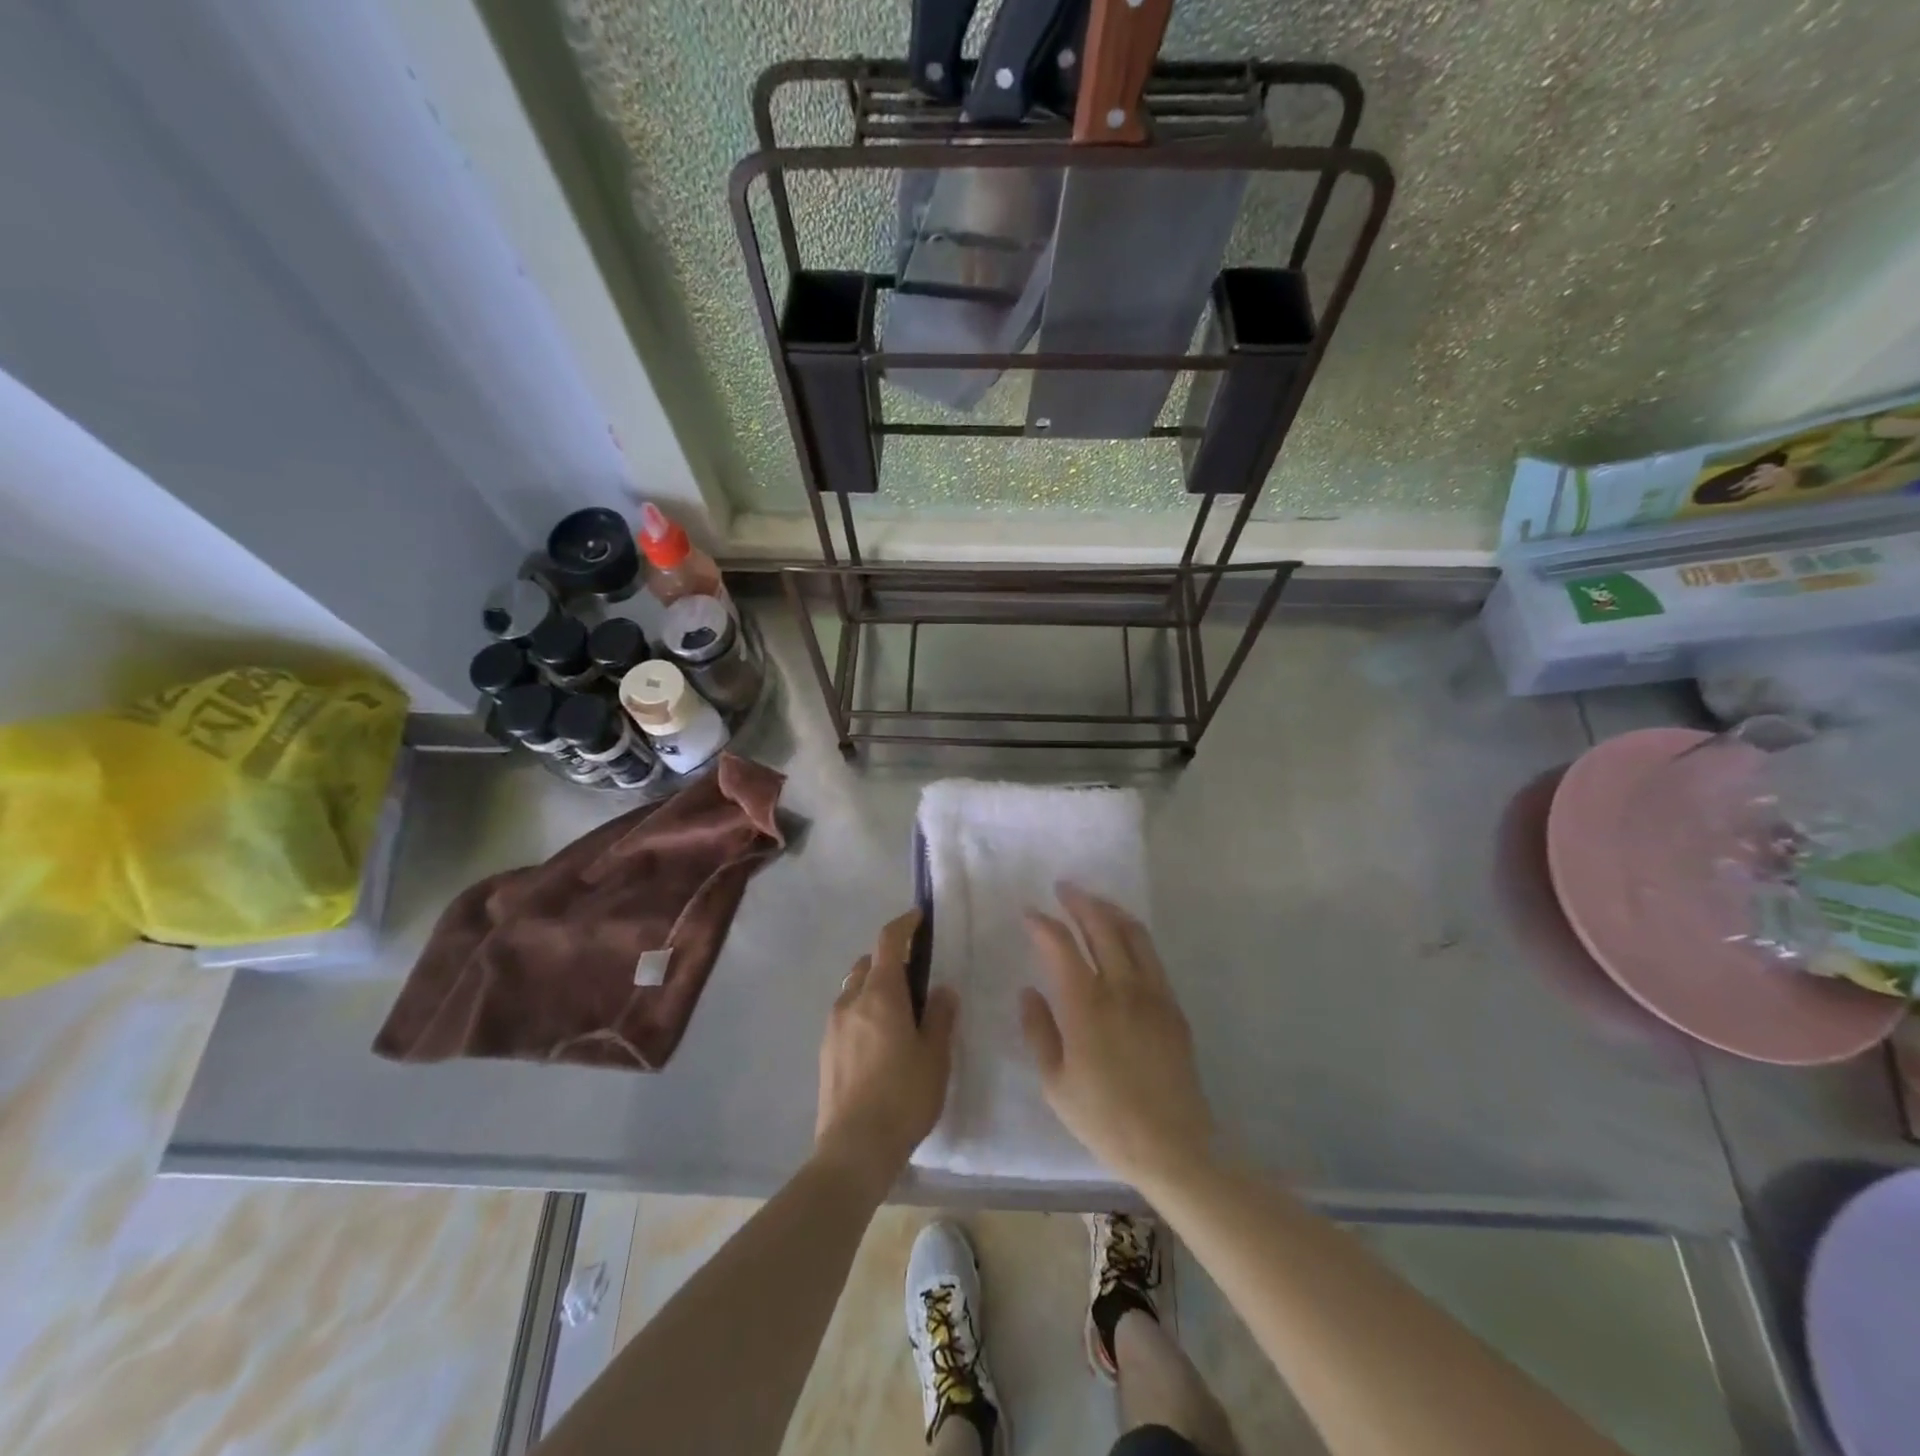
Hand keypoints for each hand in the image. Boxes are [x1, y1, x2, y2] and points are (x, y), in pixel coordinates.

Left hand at [815, 910, 957, 1188]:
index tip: (919, 918)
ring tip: (899, 1012)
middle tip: (915, 977)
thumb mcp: (935, 1056)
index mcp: (880, 994)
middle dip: (889, 959)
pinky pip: (846, 1014)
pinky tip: (880, 1041)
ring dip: (874, 986)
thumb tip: (941, 990)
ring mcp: (833, 1025)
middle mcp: (851, 1000)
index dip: (904, 924)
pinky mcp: (825, 1050)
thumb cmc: (903, 1097)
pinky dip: (863, 1011)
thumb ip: (940, 1016)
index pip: (888, 941)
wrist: (854, 1148)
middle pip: (867, 963)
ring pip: (853, 988)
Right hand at [1021, 885, 1213, 1189]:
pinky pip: (1151, 956)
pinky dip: (1133, 935)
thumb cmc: (1105, 1119)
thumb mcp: (1056, 1083)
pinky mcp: (1173, 1006)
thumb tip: (1029, 991)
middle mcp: (1122, 988)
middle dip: (1079, 901)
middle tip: (1063, 888)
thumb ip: (1038, 1031)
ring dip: (1110, 910)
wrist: (1174, 1147)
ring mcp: (1153, 994)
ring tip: (1093, 902)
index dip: (1043, 924)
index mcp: (1086, 1005)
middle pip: (1101, 926)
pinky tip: (1123, 939)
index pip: (1061, 945)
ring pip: (1133, 934)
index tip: (1029, 913)